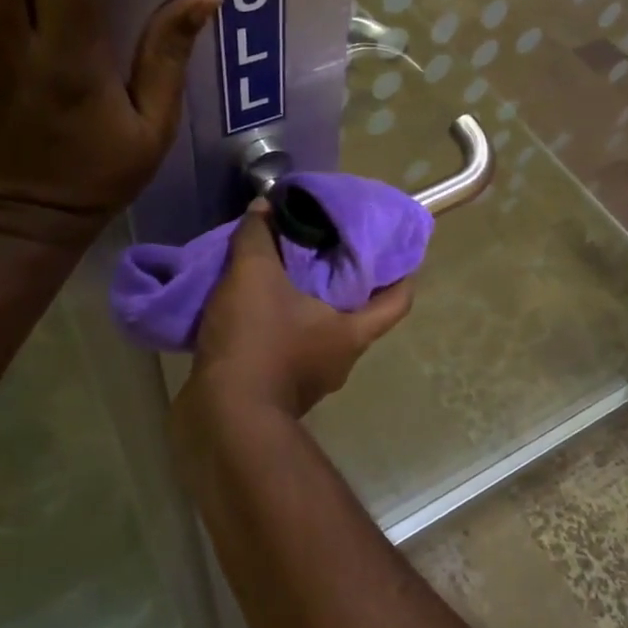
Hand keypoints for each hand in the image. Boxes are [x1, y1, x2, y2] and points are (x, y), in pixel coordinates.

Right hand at [187, 202, 413, 418]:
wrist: (223, 419)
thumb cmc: (257, 343)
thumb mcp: (254, 277)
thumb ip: (258, 238)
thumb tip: (263, 208)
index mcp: (352, 332)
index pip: (399, 301)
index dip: (404, 274)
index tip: (397, 249)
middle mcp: (341, 359)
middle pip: (357, 314)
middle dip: (345, 283)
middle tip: (328, 249)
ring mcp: (312, 380)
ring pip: (319, 333)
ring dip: (306, 306)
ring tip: (285, 273)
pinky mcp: (281, 393)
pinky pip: (288, 351)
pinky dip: (279, 329)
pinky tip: (254, 307)